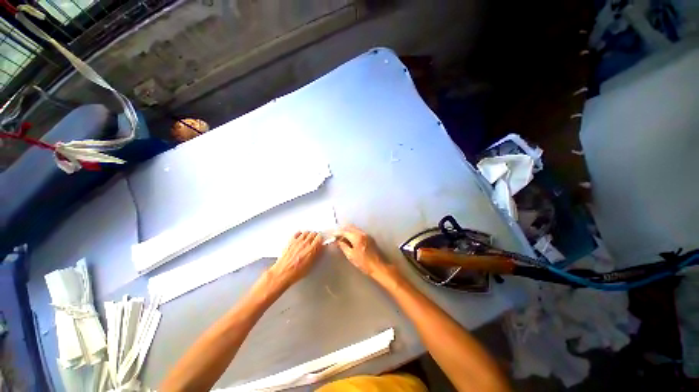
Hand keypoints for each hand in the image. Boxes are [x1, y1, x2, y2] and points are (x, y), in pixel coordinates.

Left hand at [268, 231, 322, 287]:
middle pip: (313, 233)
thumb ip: (317, 254)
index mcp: (312, 249)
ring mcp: (297, 241)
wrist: (282, 273)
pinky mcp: (290, 242)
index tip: (322, 241)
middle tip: (316, 240)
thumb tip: (322, 248)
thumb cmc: (296, 272)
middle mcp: (305, 243)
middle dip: (316, 236)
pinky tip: (300, 238)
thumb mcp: (311, 265)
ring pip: (306, 232)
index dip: (321, 238)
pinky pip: (297, 233)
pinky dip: (300, 234)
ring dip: (308, 235)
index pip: (320, 237)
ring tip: (308, 239)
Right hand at [333, 225, 389, 279]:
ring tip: (342, 237)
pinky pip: (359, 232)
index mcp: (357, 237)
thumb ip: (343, 246)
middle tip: (337, 235)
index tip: (333, 235)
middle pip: (350, 228)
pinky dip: (353, 233)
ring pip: (355, 229)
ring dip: (348, 231)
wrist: (378, 266)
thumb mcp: (351, 255)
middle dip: (343, 230)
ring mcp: (367, 235)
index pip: (345, 231)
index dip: (338, 233)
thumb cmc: (363, 262)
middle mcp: (362, 233)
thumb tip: (338, 241)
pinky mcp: (369, 238)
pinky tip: (350, 238)